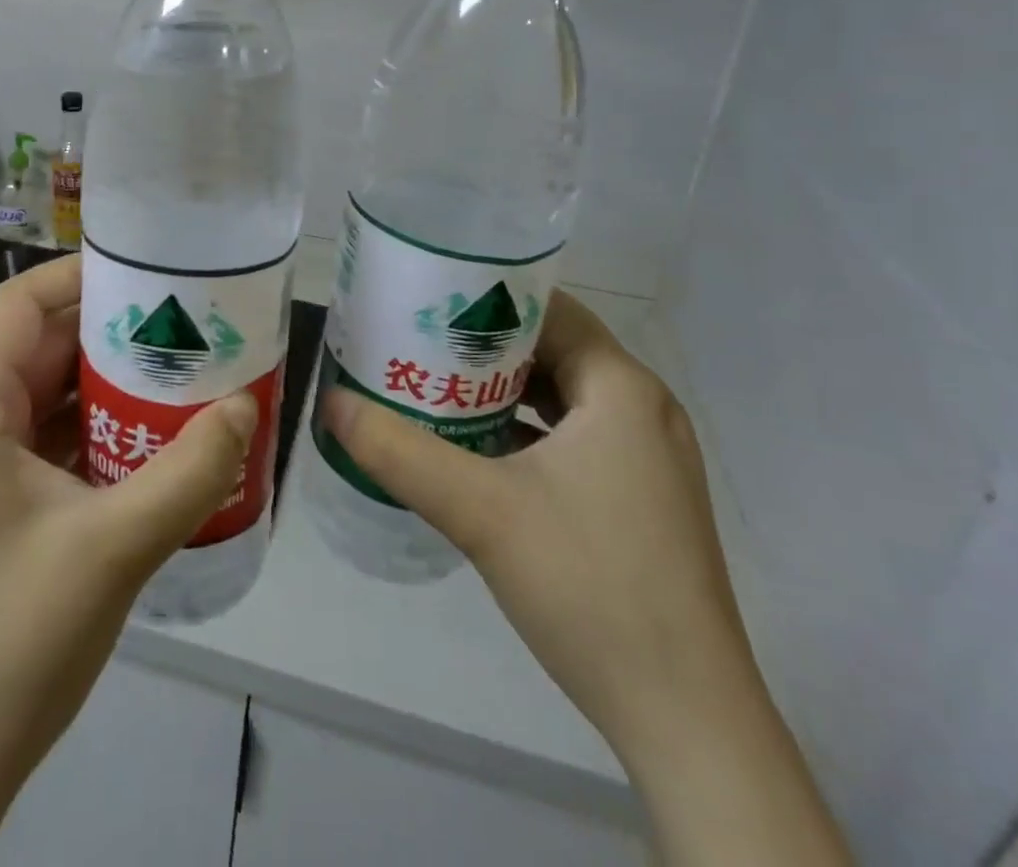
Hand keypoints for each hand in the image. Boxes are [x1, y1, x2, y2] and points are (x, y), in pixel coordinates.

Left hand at [0, 255, 257, 866]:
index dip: (77, 276)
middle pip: (34, 344)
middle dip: (105, 327)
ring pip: (43, 391)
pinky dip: (94, 425)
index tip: (147, 272)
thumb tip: (243, 407)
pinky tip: (149, 433)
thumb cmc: (12, 642)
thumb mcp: (113, 549)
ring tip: (175, 366)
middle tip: (179, 319)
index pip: (16, 306)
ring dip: (104, 379)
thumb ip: (187, 473)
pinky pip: (46, 436)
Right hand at [323, 290, 850, 865]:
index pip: (550, 308)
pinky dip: (524, 431)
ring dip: (501, 390)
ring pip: (562, 397)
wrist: (686, 721)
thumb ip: (398, 450)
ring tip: (434, 386)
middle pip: (552, 349)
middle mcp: (643, 410)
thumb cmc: (590, 586)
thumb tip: (331, 402)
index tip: (427, 299)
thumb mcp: (480, 511)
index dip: (487, 297)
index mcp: (623, 389)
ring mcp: (647, 459)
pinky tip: (473, 450)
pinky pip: (573, 438)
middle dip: (483, 345)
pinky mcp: (640, 500)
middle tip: (416, 342)